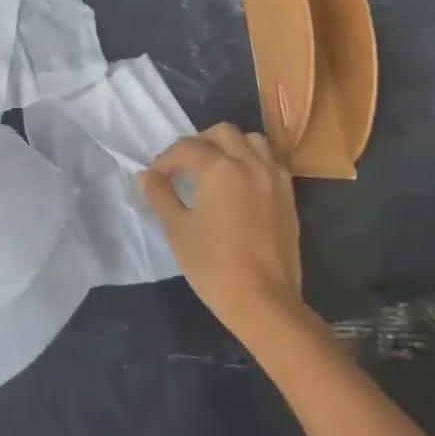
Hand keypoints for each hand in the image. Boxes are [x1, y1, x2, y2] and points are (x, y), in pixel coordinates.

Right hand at [138, 124, 309, 346]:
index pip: (186, 148)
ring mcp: (274, 177)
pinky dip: (252, 161)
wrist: (264, 302)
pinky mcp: (288, 195)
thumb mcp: (177, 229)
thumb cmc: (214, 265)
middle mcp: (249, 163)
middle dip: (198, 143)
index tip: (155, 179)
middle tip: (184, 168)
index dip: (165, 160)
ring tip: (214, 169)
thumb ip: (160, 196)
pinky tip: (240, 184)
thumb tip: (145, 176)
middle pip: (222, 133)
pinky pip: (270, 161)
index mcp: (219, 168)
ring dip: (229, 146)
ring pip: (251, 141)